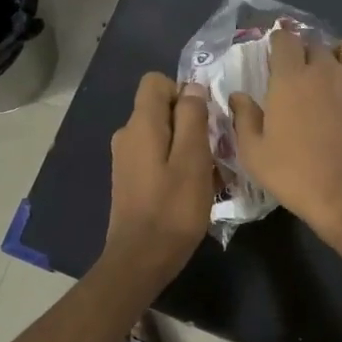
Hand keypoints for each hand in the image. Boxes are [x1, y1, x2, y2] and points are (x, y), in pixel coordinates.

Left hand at [104, 72, 214, 285]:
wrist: (141, 259)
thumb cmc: (173, 209)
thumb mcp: (193, 159)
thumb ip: (193, 117)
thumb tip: (192, 87)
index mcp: (141, 124)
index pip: (156, 82)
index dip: (183, 92)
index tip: (204, 119)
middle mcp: (127, 135)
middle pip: (161, 109)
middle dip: (191, 123)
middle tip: (215, 152)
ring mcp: (126, 159)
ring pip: (163, 136)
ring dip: (188, 148)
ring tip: (210, 176)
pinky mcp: (130, 180)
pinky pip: (157, 158)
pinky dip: (177, 166)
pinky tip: (193, 191)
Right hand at [229, 30, 341, 242]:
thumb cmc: (295, 175)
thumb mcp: (254, 154)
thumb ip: (244, 119)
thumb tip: (238, 96)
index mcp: (291, 78)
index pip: (284, 39)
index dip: (279, 44)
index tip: (275, 60)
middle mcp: (326, 70)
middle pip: (317, 42)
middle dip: (307, 53)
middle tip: (301, 78)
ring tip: (339, 75)